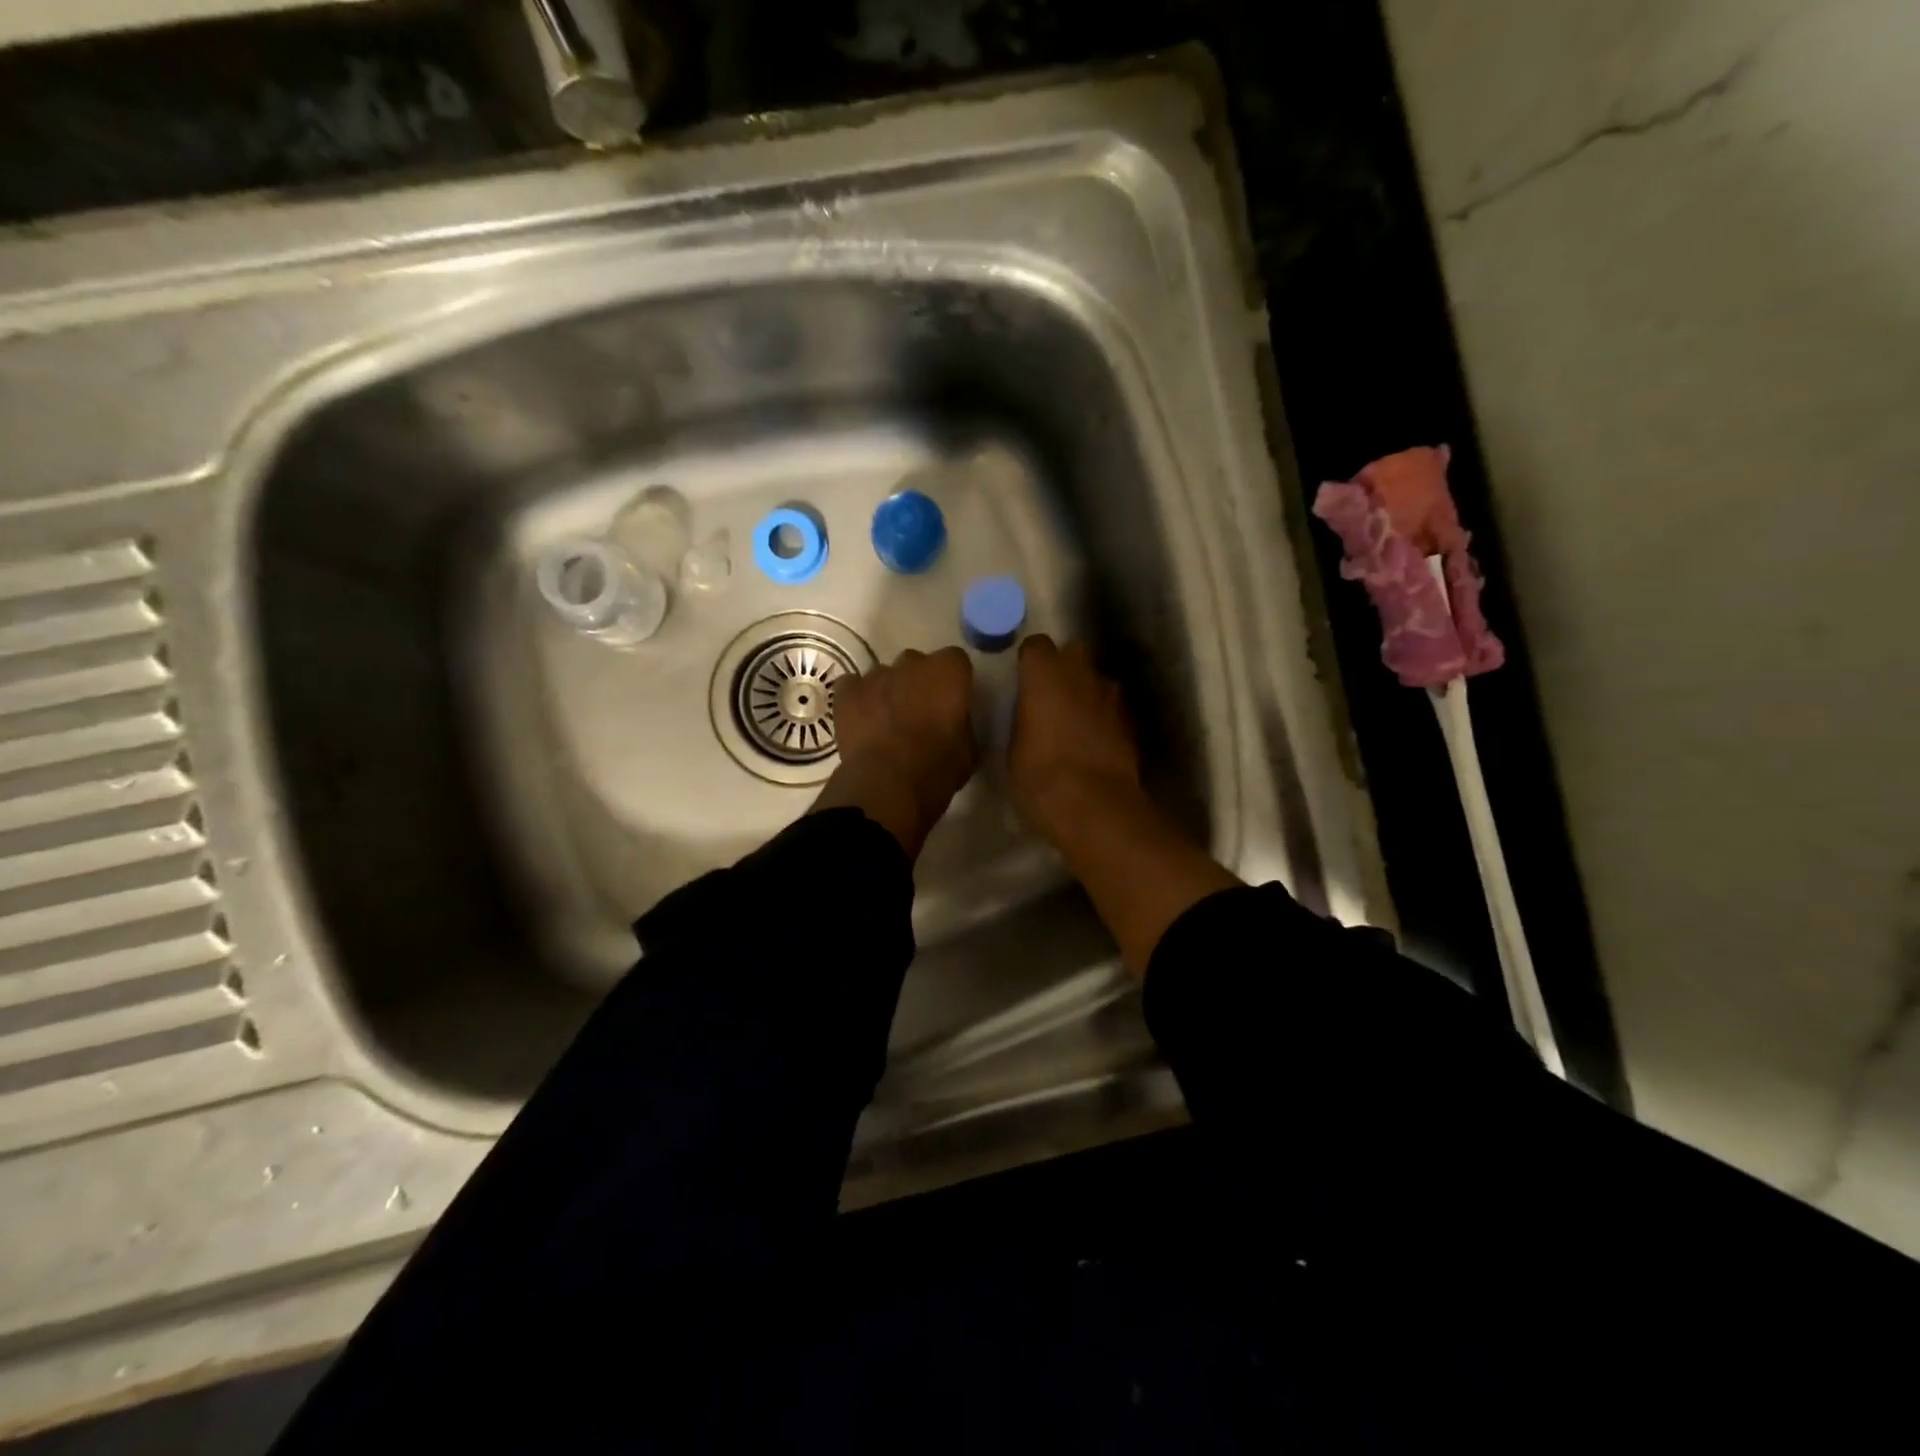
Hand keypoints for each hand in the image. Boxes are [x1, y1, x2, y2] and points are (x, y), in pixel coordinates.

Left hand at [811, 646, 976, 859]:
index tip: (952, 702)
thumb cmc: (936, 769)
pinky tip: (861, 722)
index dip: (953, 682)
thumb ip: (962, 724)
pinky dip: (858, 699)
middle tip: (920, 713)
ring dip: (889, 692)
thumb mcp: (968, 750)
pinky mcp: (847, 691)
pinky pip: (854, 686)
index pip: (956, 662)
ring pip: (885, 675)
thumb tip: (953, 723)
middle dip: (919, 683)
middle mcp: (912, 663)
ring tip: (887, 722)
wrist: (888, 784)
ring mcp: (876, 675)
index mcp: (948, 672)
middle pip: (918, 664)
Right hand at [1008, 635, 1142, 840]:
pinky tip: (1094, 741)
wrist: (1093, 803)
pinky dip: (1102, 716)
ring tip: (1075, 721)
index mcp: (1043, 673)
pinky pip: (1111, 706)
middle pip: (1073, 652)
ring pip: (1096, 679)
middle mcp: (1079, 672)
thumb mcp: (1014, 746)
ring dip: (1086, 691)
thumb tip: (1030, 714)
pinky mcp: (1129, 718)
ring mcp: (1110, 693)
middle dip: (1064, 667)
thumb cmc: (1039, 774)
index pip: (1035, 646)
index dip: (1029, 662)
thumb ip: (1023, 717)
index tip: (1023, 681)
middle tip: (1051, 695)